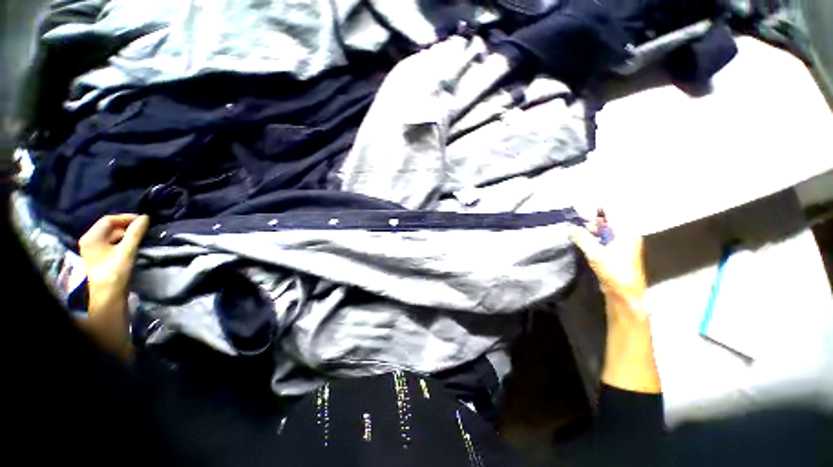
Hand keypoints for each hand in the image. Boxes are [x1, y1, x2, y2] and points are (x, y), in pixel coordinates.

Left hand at [79, 214, 149, 297]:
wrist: (108, 295)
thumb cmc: (115, 271)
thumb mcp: (127, 250)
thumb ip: (136, 233)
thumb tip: (145, 217)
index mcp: (91, 237)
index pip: (109, 219)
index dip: (127, 218)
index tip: (144, 221)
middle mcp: (89, 240)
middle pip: (110, 227)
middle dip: (127, 227)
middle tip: (144, 229)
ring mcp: (93, 249)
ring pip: (111, 235)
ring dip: (126, 235)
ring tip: (141, 237)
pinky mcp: (99, 256)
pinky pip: (111, 243)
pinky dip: (122, 242)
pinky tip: (132, 246)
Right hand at [569, 215, 647, 324]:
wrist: (624, 293)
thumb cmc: (614, 271)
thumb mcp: (595, 253)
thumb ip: (582, 238)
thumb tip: (571, 228)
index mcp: (626, 232)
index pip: (612, 213)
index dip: (595, 210)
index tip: (580, 210)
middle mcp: (626, 236)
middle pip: (607, 222)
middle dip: (591, 222)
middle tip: (575, 224)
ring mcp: (622, 245)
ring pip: (604, 232)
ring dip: (591, 231)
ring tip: (576, 233)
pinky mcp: (616, 253)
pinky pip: (603, 240)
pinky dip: (593, 239)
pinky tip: (582, 241)